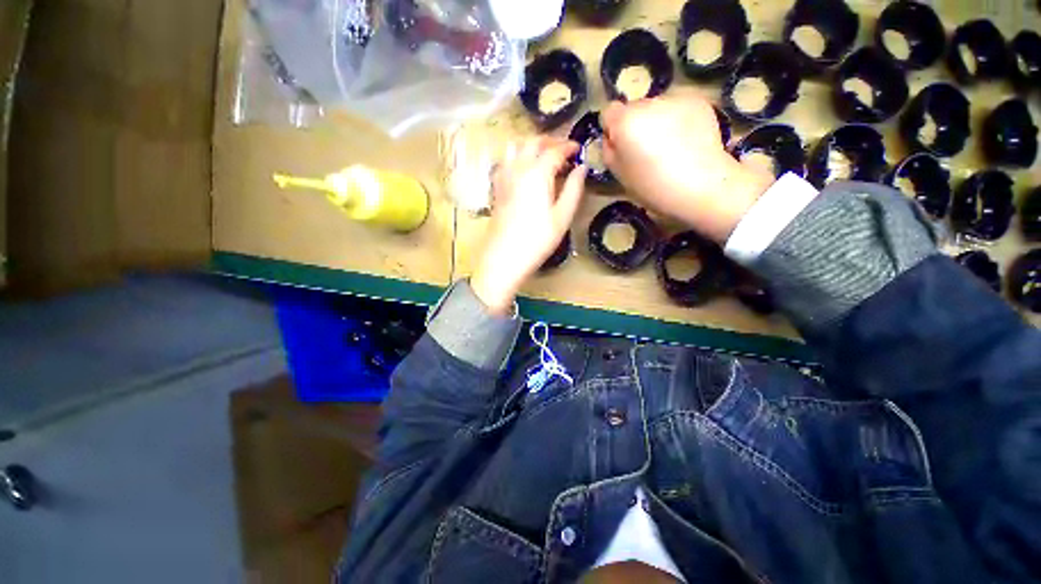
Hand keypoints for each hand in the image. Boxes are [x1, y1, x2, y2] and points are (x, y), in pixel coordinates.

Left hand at [471, 137, 587, 314]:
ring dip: (532, 145)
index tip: (578, 148)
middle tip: (564, 151)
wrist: (504, 257)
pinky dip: (517, 157)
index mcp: (537, 173)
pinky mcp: (496, 188)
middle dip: (550, 141)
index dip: (568, 146)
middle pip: (533, 142)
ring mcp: (503, 177)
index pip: (555, 150)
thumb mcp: (562, 216)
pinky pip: (506, 161)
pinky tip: (524, 171)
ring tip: (544, 157)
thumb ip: (573, 189)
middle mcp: (518, 168)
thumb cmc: (537, 240)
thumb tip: (582, 168)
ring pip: (516, 147)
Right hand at [600, 93, 774, 242]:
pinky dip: (678, 121)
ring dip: (658, 122)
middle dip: (636, 125)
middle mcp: (649, 102)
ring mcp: (676, 98)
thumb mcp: (619, 174)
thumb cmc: (652, 187)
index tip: (622, 148)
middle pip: (634, 108)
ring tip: (670, 148)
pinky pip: (678, 108)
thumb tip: (612, 138)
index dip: (613, 130)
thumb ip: (609, 151)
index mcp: (626, 122)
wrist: (701, 186)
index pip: (609, 112)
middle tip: (647, 151)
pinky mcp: (698, 101)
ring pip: (657, 108)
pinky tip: (686, 142)